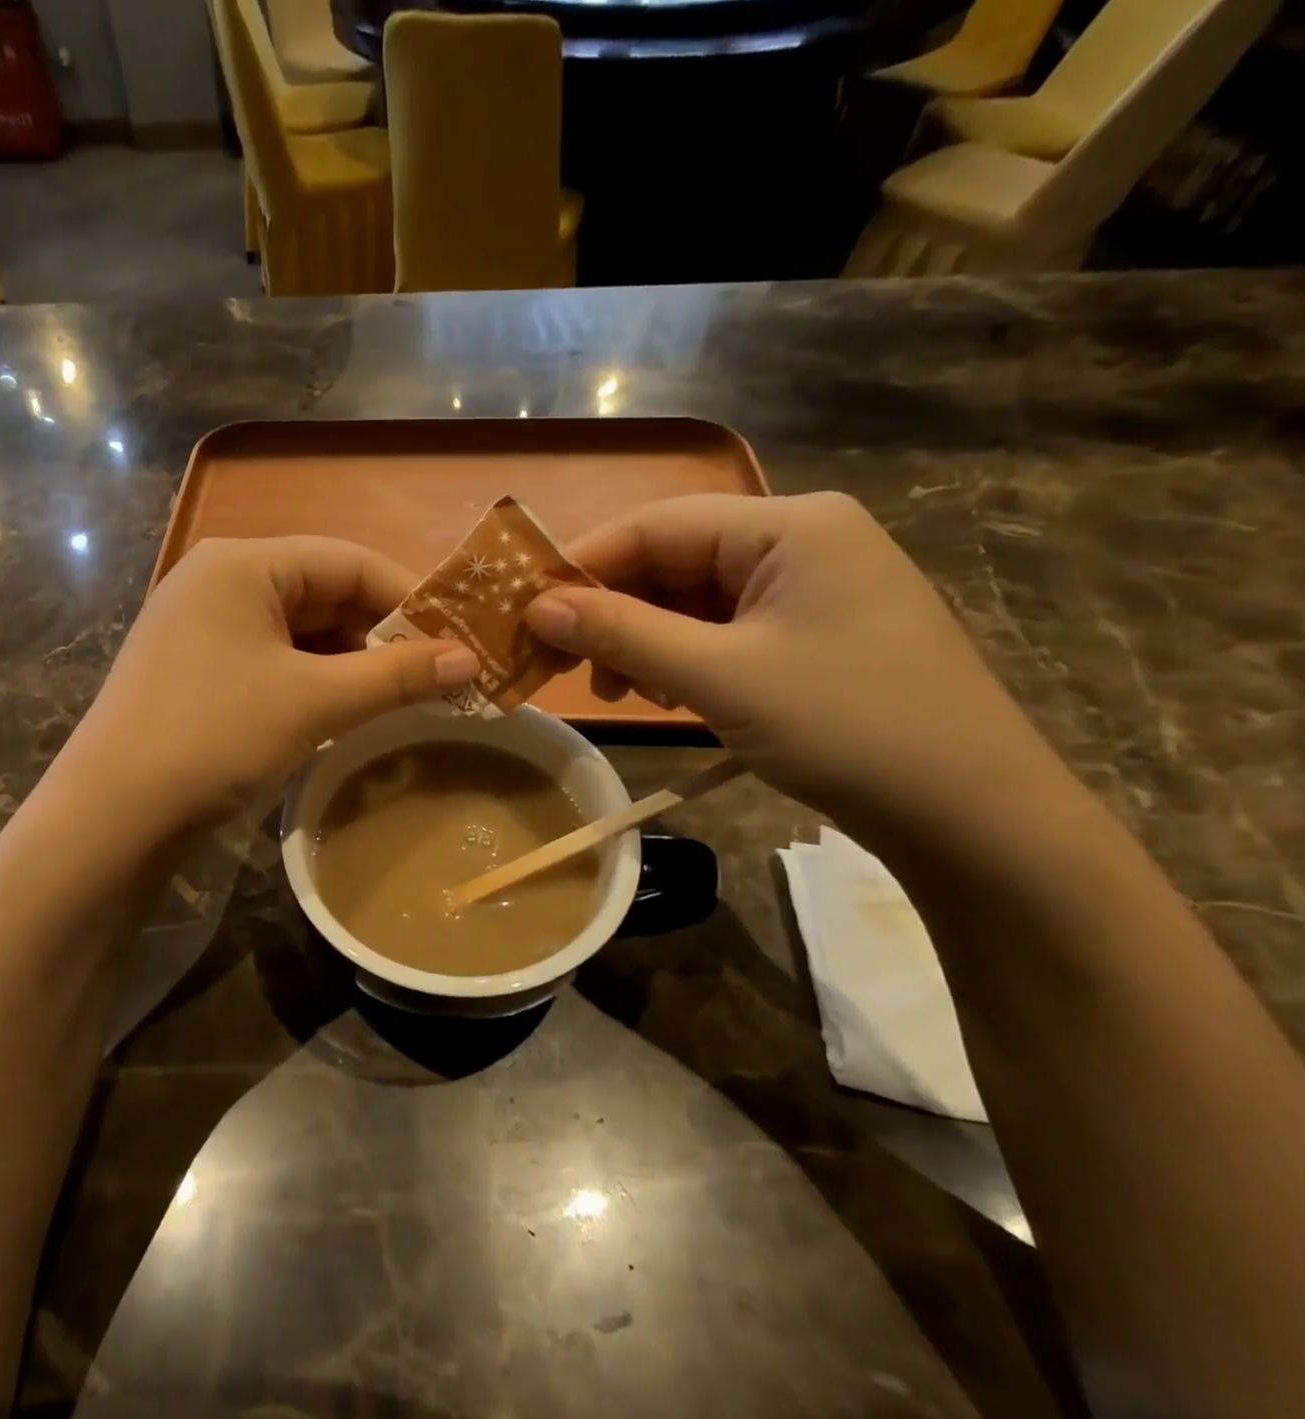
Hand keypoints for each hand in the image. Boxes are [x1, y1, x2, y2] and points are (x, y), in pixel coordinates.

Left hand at [55, 537, 477, 831]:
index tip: (459, 637)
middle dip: (382, 634)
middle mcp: (219, 579)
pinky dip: (315, 679)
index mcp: (243, 563)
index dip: (410, 597)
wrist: (113, 814)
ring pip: (300, 630)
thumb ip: (396, 675)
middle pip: (324, 593)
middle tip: (438, 674)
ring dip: (352, 661)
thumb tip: (470, 661)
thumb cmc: (215, 737)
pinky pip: (273, 658)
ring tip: (402, 695)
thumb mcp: (314, 702)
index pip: (348, 560)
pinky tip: (345, 708)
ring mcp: (202, 624)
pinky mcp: (197, 666)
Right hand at [524, 493, 1065, 836]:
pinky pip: (725, 630)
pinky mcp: (814, 634)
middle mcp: (801, 541)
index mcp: (788, 525)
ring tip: (617, 689)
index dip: (583, 565)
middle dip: (614, 611)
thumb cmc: (846, 726)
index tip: (526, 612)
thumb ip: (621, 633)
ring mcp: (812, 589)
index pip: (656, 525)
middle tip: (565, 664)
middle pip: (674, 561)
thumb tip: (537, 608)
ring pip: (695, 599)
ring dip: (644, 640)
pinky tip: (666, 693)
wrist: (971, 814)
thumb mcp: (719, 676)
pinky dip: (683, 658)